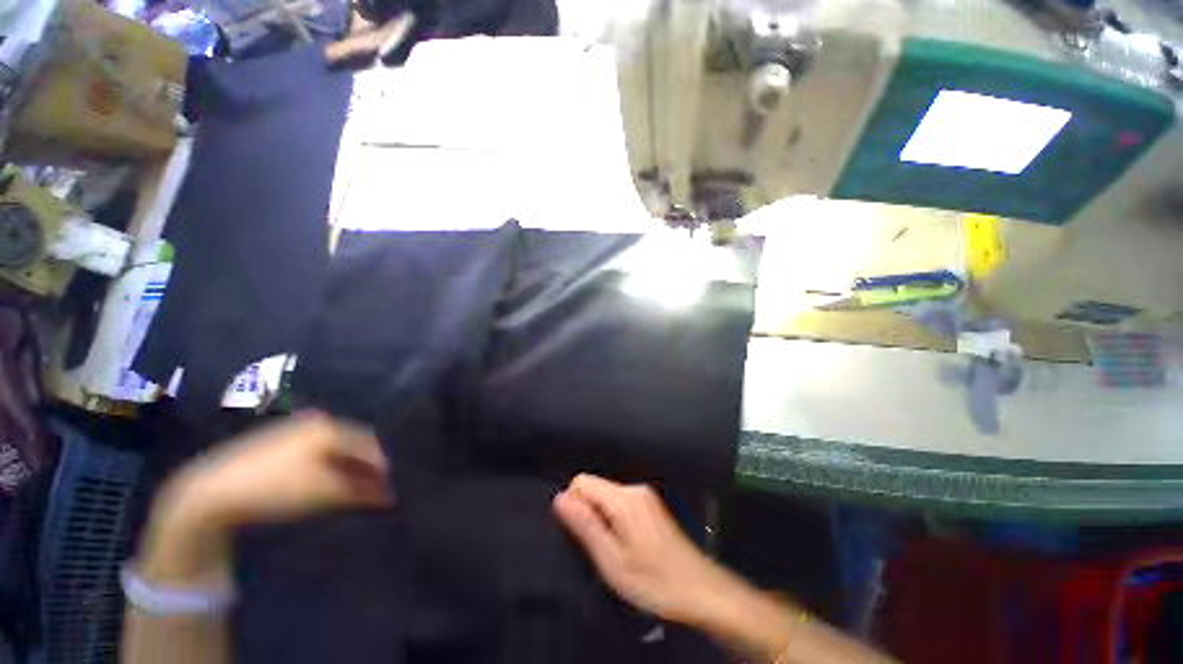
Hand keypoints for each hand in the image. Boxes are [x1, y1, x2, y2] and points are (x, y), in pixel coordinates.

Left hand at [163, 412, 393, 529]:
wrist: (212, 490)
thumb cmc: (276, 488)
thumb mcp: (324, 492)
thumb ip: (361, 491)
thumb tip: (389, 495)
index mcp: (331, 427)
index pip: (369, 444)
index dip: (381, 466)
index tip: (386, 488)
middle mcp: (317, 421)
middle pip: (352, 443)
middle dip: (364, 466)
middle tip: (369, 489)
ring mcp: (294, 428)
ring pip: (333, 446)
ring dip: (345, 466)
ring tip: (348, 487)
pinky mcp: (277, 439)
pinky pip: (314, 449)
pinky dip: (326, 464)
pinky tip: (322, 479)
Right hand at [552, 474, 735, 626]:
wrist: (702, 590)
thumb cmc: (654, 581)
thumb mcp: (612, 560)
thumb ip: (585, 525)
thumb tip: (560, 498)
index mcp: (623, 498)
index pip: (582, 481)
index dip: (573, 505)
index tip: (581, 535)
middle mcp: (634, 489)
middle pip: (595, 487)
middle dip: (588, 513)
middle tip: (600, 549)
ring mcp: (645, 496)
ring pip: (606, 496)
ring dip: (601, 519)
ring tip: (614, 551)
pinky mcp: (651, 506)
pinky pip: (620, 503)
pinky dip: (614, 520)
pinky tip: (628, 547)